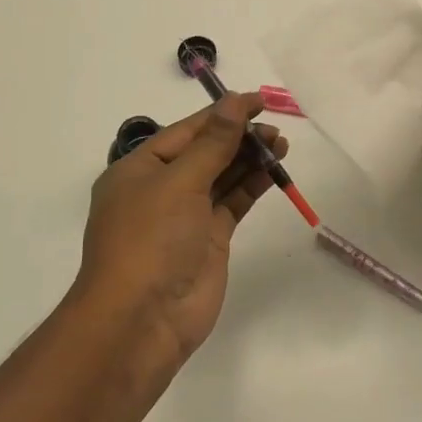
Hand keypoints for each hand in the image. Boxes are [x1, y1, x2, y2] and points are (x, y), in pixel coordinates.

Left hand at [77, 92, 286, 365]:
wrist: (141, 321)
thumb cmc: (150, 239)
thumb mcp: (179, 182)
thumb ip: (213, 143)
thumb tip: (235, 102)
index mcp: (139, 169)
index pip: (186, 131)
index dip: (222, 113)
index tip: (258, 100)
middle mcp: (160, 188)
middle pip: (205, 152)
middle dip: (239, 137)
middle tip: (275, 128)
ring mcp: (185, 216)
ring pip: (221, 176)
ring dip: (249, 159)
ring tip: (282, 144)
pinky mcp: (208, 239)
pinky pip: (232, 203)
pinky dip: (251, 186)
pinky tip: (273, 171)